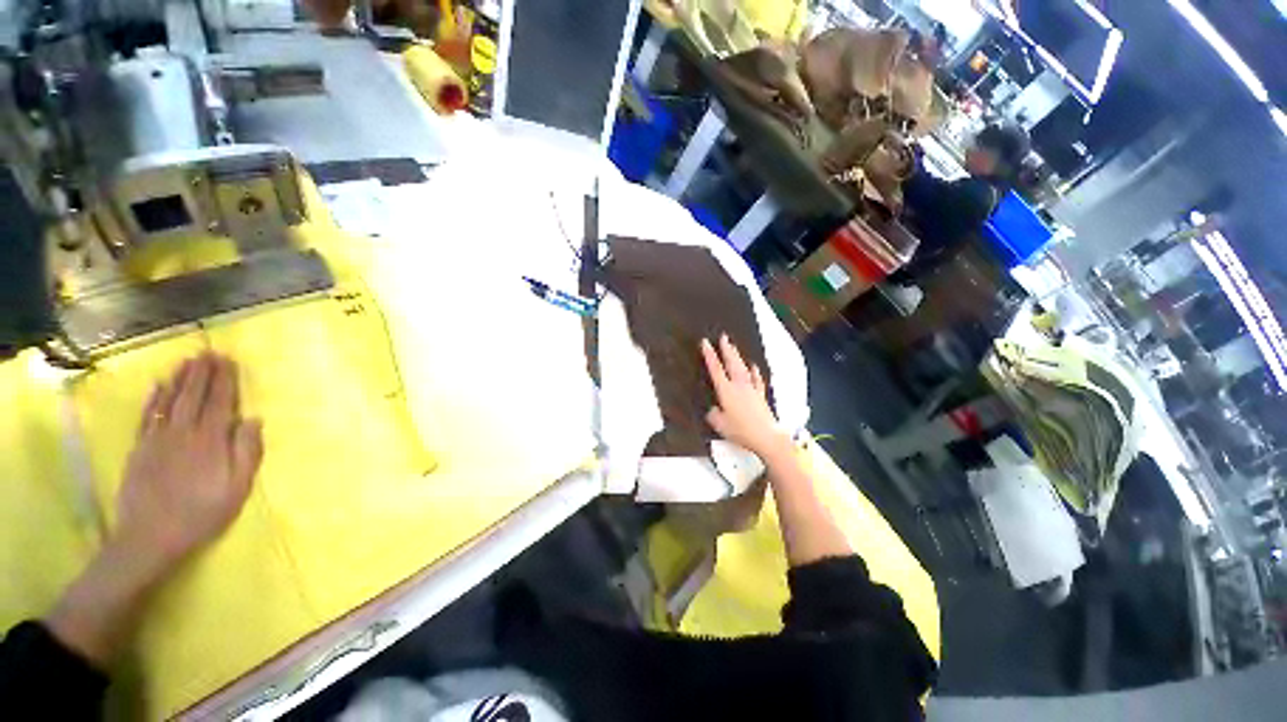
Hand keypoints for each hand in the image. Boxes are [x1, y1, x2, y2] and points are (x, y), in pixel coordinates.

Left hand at [47, 353, 262, 665]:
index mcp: (211, 441)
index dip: (225, 381)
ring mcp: (158, 439)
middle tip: (210, 352)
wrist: (150, 537)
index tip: (230, 361)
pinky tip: (158, 385)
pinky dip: (154, 398)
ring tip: (188, 361)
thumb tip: (253, 420)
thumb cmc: (202, 514)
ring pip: (170, 401)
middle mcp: (184, 433)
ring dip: (180, 379)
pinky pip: (147, 416)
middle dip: (203, 373)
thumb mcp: (237, 488)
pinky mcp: (140, 449)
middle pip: (194, 396)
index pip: (220, 403)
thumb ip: (246, 452)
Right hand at [701, 335, 789, 460]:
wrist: (767, 436)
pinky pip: (756, 379)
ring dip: (738, 356)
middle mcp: (739, 386)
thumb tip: (713, 410)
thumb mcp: (720, 426)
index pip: (715, 369)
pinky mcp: (760, 395)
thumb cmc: (741, 431)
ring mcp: (751, 389)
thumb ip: (714, 415)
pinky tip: (753, 366)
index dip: (709, 355)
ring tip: (734, 347)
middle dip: (727, 349)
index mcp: (726, 391)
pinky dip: (754, 371)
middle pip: (732, 363)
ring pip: (743, 368)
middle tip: (723, 337)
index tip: (705, 343)